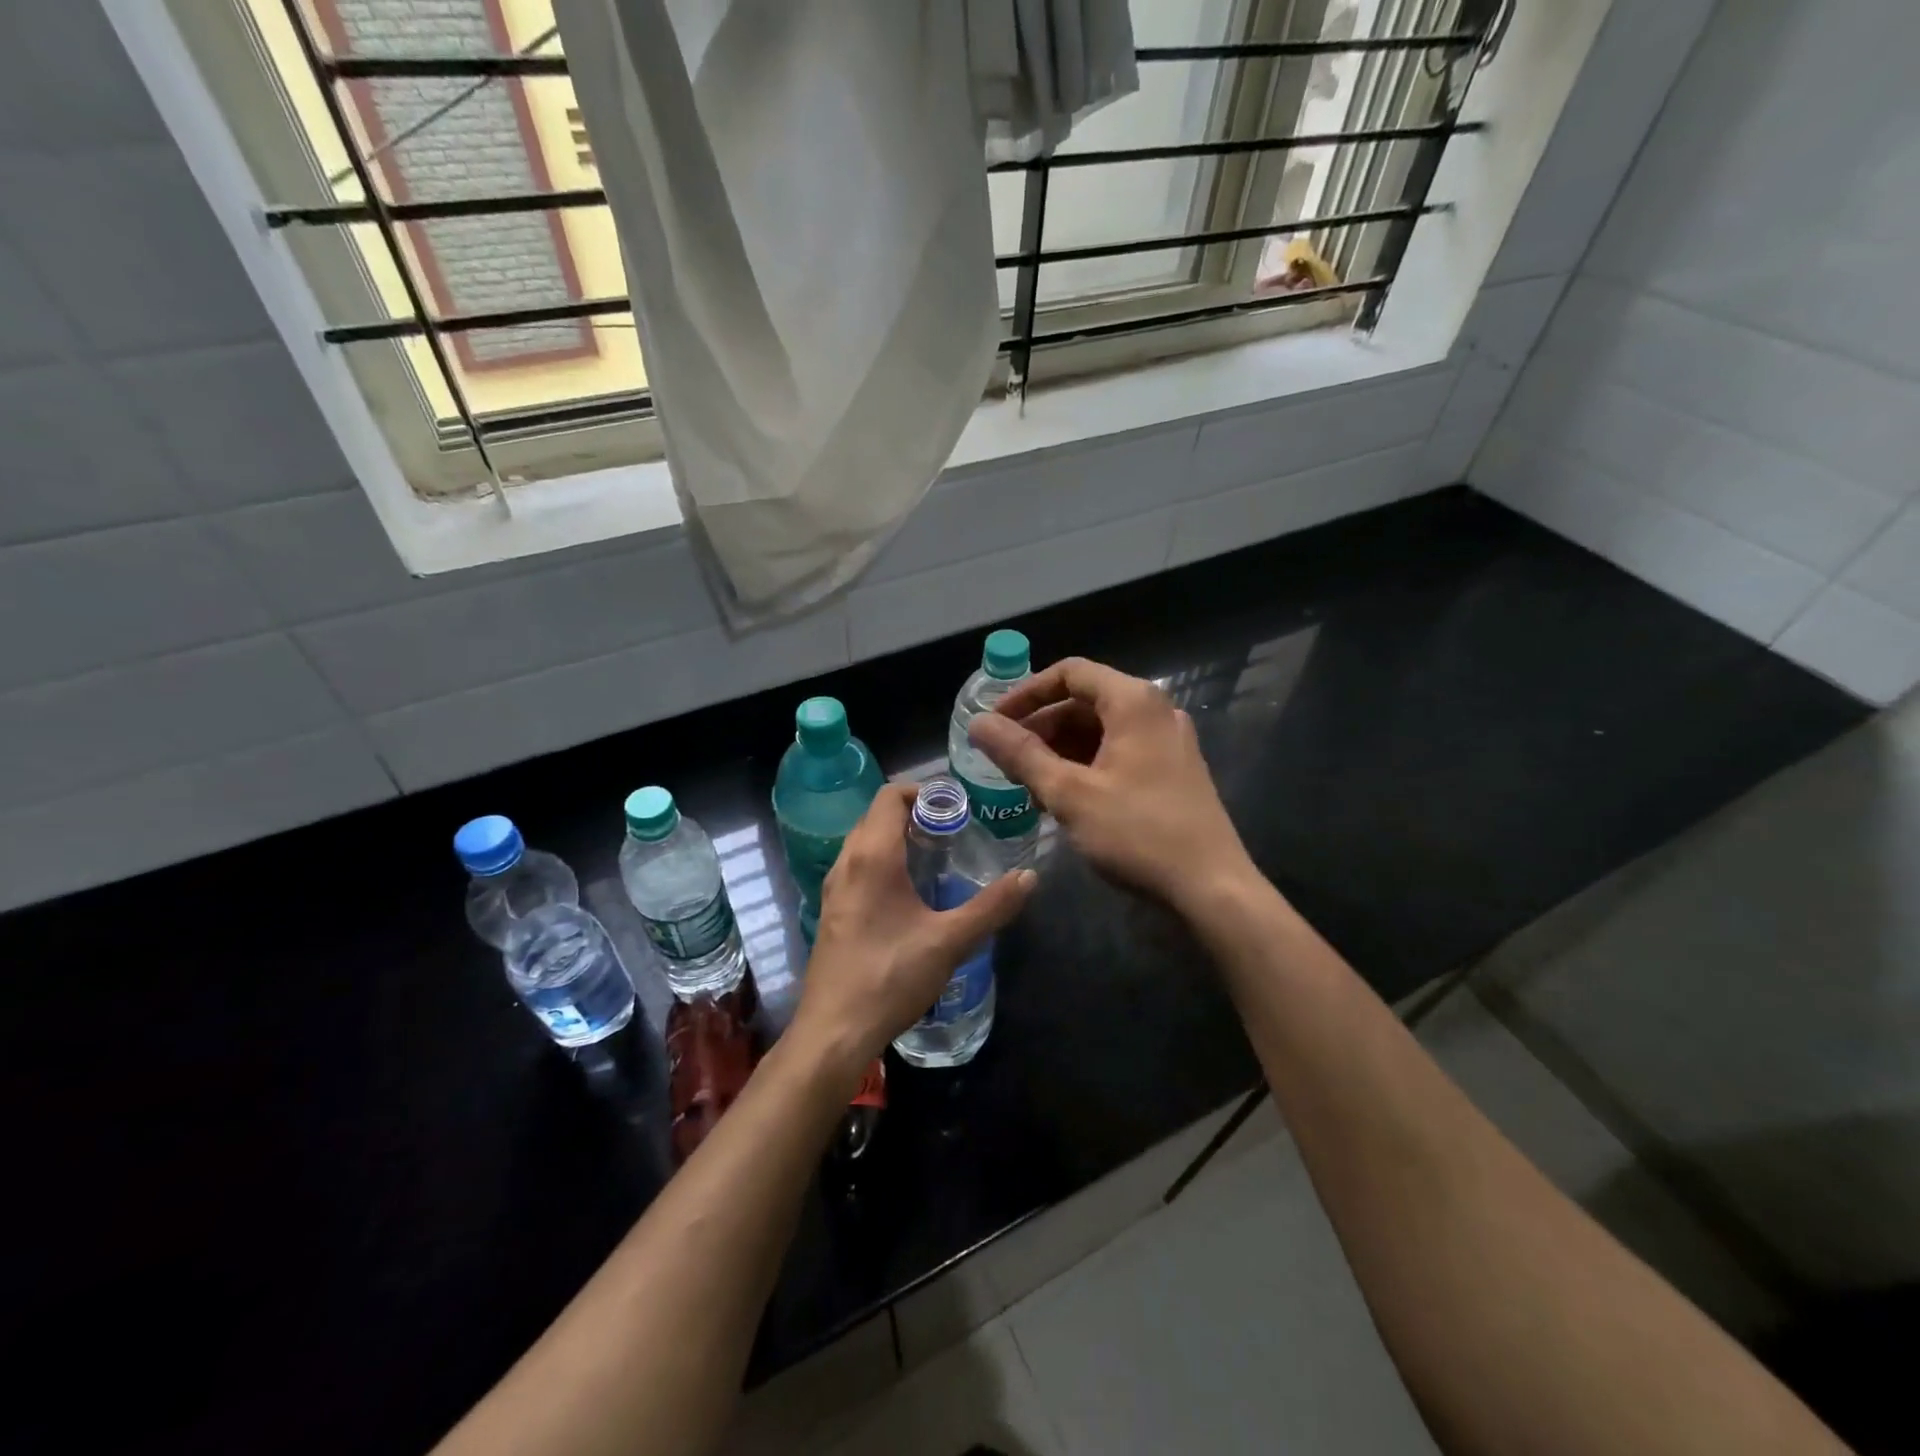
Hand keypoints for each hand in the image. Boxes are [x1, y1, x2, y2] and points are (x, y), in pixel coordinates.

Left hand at [789, 783, 1034, 1078]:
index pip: (890, 796)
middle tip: (955, 831)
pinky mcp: (833, 911)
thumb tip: (1029, 876)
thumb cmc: (890, 976)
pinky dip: (884, 863)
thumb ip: (991, 906)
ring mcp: (834, 888)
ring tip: (937, 858)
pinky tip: (911, 894)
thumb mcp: (949, 941)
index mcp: (872, 856)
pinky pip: (859, 868)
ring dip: (898, 839)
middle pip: (877, 816)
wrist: (834, 1032)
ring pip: (865, 843)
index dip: (923, 791)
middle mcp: (847, 862)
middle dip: (915, 814)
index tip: (957, 807)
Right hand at [968, 657, 1256, 915]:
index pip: (1069, 673)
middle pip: (1085, 701)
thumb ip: (1020, 754)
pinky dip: (1085, 766)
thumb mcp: (1069, 793)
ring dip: (1060, 750)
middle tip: (1006, 759)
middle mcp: (1155, 711)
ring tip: (1028, 784)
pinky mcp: (1172, 771)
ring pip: (1100, 730)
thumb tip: (978, 724)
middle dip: (1041, 727)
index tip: (995, 723)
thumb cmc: (1137, 833)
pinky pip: (1118, 753)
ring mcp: (1168, 742)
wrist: (1211, 888)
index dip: (1025, 693)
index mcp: (1133, 702)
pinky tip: (1063, 799)